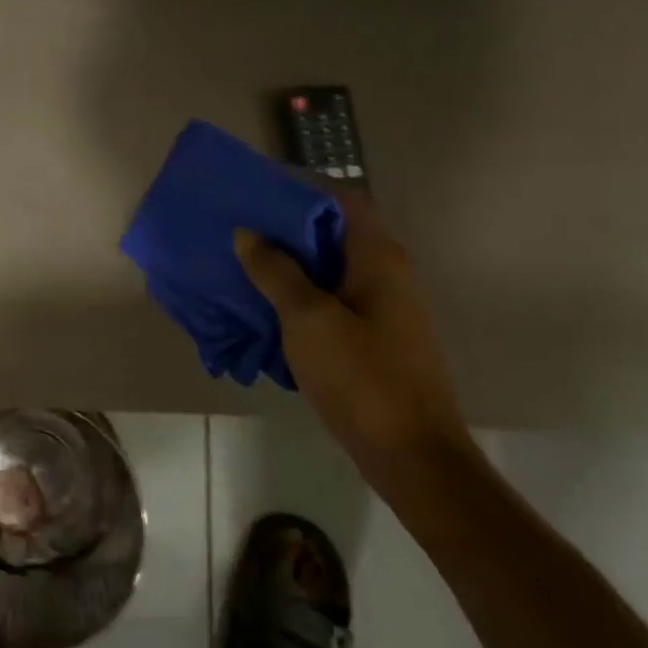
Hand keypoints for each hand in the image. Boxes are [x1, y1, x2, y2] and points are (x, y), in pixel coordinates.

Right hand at [233, 190, 474, 491]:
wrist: (409, 454)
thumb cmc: (361, 377)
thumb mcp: (308, 319)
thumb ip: (276, 272)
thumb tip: (248, 234)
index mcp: (378, 258)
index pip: (343, 201)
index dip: (301, 193)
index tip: (257, 199)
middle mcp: (386, 274)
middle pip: (332, 236)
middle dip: (284, 233)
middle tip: (238, 235)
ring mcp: (381, 309)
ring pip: (328, 272)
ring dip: (288, 270)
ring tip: (241, 270)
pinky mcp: (372, 339)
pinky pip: (329, 304)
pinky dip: (298, 301)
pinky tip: (264, 313)